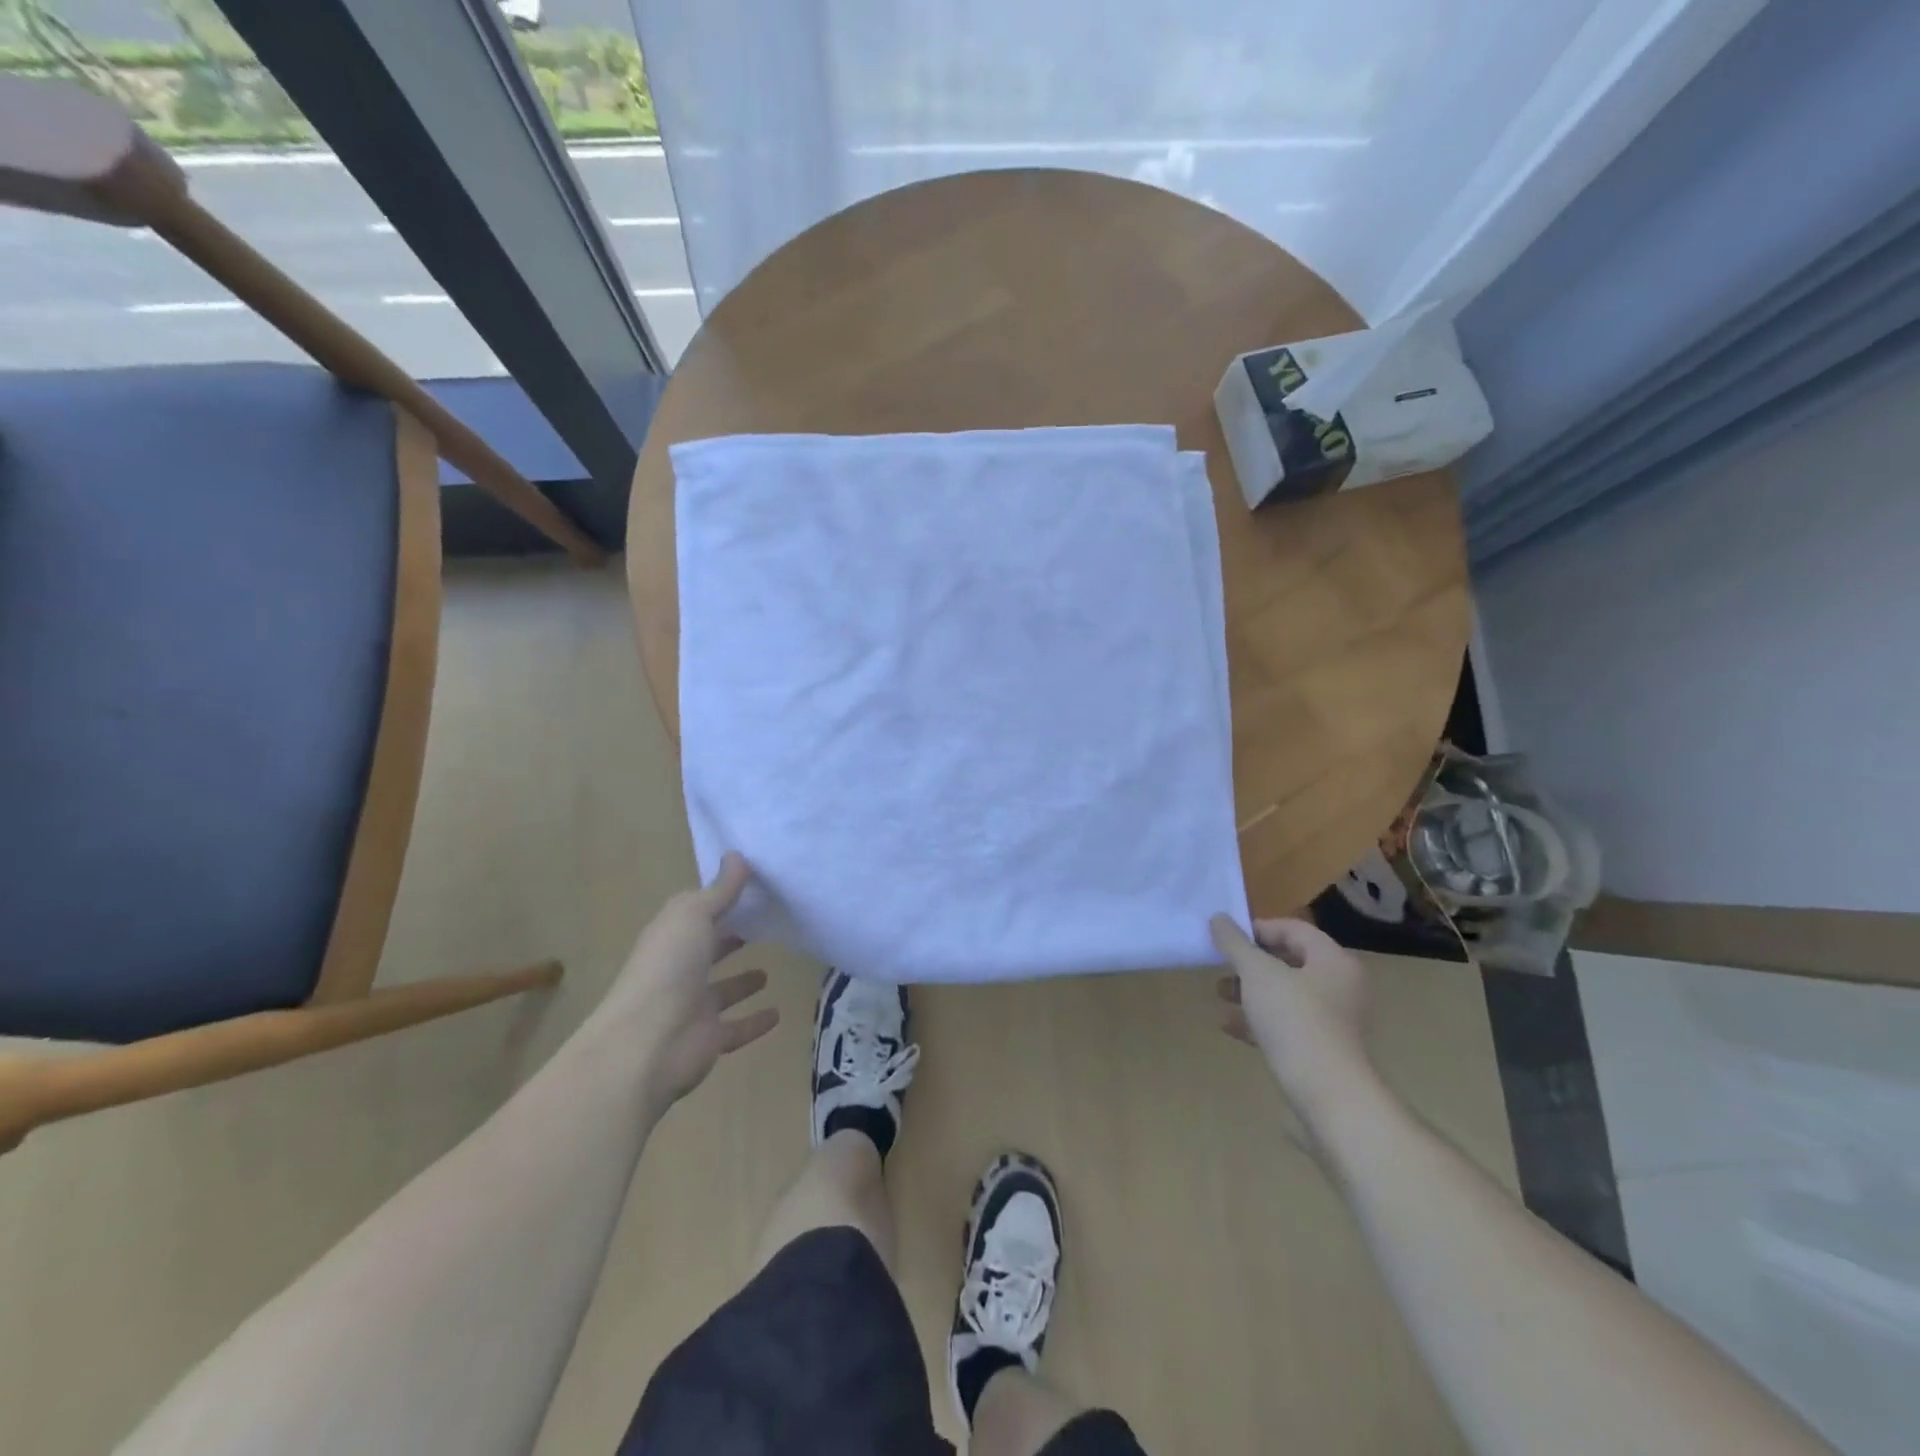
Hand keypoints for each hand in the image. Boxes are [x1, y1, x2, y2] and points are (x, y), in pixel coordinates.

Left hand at [602, 853, 779, 1108]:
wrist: (645, 1044)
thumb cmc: (668, 968)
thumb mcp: (693, 915)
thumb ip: (720, 890)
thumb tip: (737, 855)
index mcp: (672, 937)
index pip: (698, 914)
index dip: (721, 901)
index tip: (754, 888)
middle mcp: (680, 970)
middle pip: (708, 950)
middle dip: (729, 939)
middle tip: (764, 926)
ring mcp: (693, 1007)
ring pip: (721, 991)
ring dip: (741, 982)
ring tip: (768, 971)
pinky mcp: (709, 1039)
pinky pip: (737, 1027)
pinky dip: (755, 1021)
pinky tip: (777, 1014)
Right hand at [1210, 915, 1373, 1120]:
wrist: (1327, 1094)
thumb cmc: (1294, 1019)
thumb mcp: (1257, 973)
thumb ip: (1235, 943)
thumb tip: (1218, 918)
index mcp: (1333, 960)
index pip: (1293, 929)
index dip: (1257, 929)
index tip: (1226, 939)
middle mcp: (1340, 986)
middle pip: (1289, 962)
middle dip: (1250, 963)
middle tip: (1221, 966)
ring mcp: (1334, 1021)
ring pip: (1285, 995)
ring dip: (1250, 991)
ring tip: (1220, 994)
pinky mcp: (1322, 1050)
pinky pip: (1286, 1024)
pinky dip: (1259, 1020)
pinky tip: (1228, 1024)